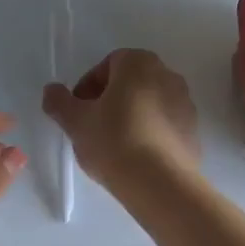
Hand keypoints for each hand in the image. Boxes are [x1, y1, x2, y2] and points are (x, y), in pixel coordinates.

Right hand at [42, 49, 199, 196]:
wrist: (160, 182)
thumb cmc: (113, 140)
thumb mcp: (76, 121)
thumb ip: (59, 102)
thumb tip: (51, 91)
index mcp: (139, 63)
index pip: (107, 65)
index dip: (87, 87)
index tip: (78, 111)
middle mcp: (168, 75)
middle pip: (129, 83)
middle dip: (109, 101)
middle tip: (92, 126)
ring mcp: (185, 103)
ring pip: (147, 104)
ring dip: (129, 117)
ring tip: (113, 146)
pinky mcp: (193, 131)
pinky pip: (163, 125)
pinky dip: (148, 134)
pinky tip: (134, 157)